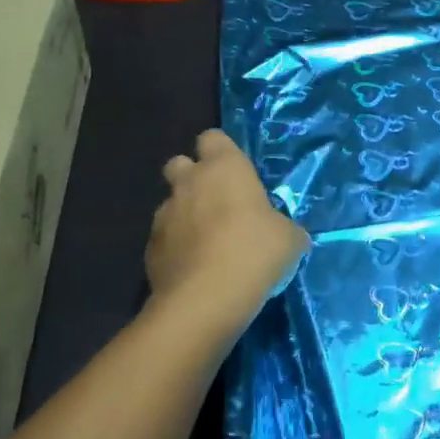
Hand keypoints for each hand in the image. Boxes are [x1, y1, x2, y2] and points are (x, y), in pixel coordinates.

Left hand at [149, 130, 307, 339]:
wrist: (205, 300)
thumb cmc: (255, 252)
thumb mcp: (290, 238)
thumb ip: (283, 226)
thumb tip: (285, 233)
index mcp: (224, 167)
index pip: (213, 137)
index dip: (221, 152)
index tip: (236, 173)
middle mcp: (189, 182)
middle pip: (179, 163)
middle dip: (192, 177)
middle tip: (216, 202)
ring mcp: (163, 215)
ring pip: (169, 204)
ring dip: (184, 216)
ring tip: (206, 244)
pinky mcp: (149, 250)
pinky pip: (163, 239)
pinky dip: (175, 248)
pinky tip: (194, 269)